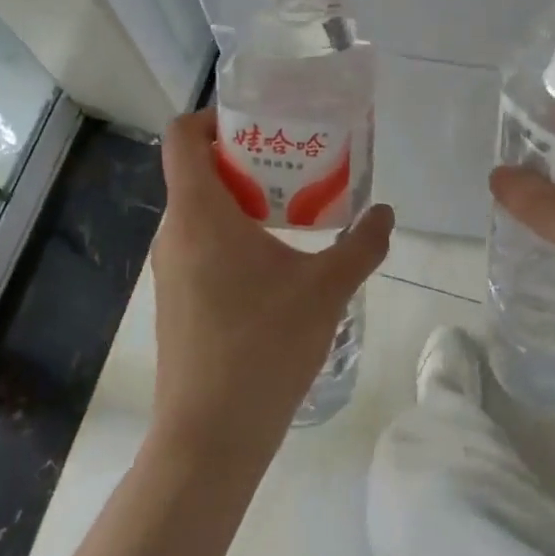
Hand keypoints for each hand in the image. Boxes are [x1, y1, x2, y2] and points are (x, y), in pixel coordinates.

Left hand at [149, 109, 393, 469]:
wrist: (209, 439)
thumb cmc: (263, 347)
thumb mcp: (326, 289)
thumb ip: (361, 244)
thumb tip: (385, 213)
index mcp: (199, 212)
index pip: (182, 136)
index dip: (212, 116)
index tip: (259, 123)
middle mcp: (174, 232)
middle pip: (195, 170)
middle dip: (243, 158)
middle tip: (293, 163)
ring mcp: (169, 268)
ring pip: (198, 209)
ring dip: (240, 199)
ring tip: (291, 209)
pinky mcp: (175, 299)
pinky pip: (197, 243)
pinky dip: (230, 234)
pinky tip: (273, 264)